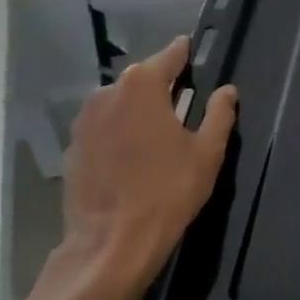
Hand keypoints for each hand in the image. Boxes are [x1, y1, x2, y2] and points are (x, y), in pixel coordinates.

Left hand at [40, 37, 237, 299]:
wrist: (111, 243)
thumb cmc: (168, 191)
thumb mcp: (208, 152)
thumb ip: (219, 114)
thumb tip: (227, 91)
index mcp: (142, 86)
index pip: (170, 55)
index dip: (186, 55)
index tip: (196, 55)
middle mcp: (107, 93)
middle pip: (142, 79)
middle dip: (162, 86)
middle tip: (185, 103)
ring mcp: (83, 121)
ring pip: (119, 103)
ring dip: (138, 110)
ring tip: (159, 132)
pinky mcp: (72, 148)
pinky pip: (103, 128)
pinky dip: (119, 133)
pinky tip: (133, 157)